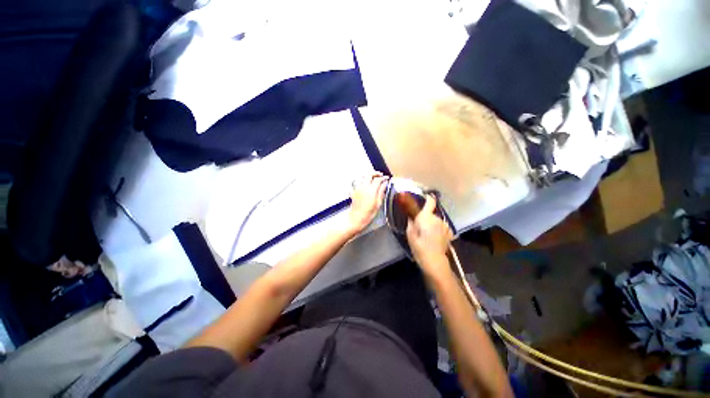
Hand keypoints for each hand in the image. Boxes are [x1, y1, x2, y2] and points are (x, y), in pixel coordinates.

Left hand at [348, 172, 388, 234]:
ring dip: (368, 176)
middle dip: (375, 173)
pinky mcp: (353, 192)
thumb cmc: (368, 214)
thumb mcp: (378, 204)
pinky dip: (360, 181)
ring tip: (373, 178)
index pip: (378, 179)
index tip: (387, 178)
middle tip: (381, 175)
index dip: (383, 178)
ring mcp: (357, 189)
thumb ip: (381, 191)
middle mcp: (363, 187)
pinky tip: (363, 184)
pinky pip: (355, 183)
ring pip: (362, 177)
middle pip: (369, 175)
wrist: (356, 219)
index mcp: (371, 190)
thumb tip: (385, 183)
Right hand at [406, 195, 452, 274]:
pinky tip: (434, 237)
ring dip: (432, 223)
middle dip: (426, 216)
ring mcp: (445, 225)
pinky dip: (438, 228)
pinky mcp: (449, 232)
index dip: (427, 197)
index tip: (423, 197)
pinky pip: (441, 226)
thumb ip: (411, 222)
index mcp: (426, 217)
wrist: (434, 261)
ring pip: (436, 220)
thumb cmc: (419, 247)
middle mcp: (437, 218)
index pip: (430, 202)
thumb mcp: (410, 234)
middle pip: (431, 213)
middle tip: (420, 225)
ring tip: (427, 233)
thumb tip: (411, 216)